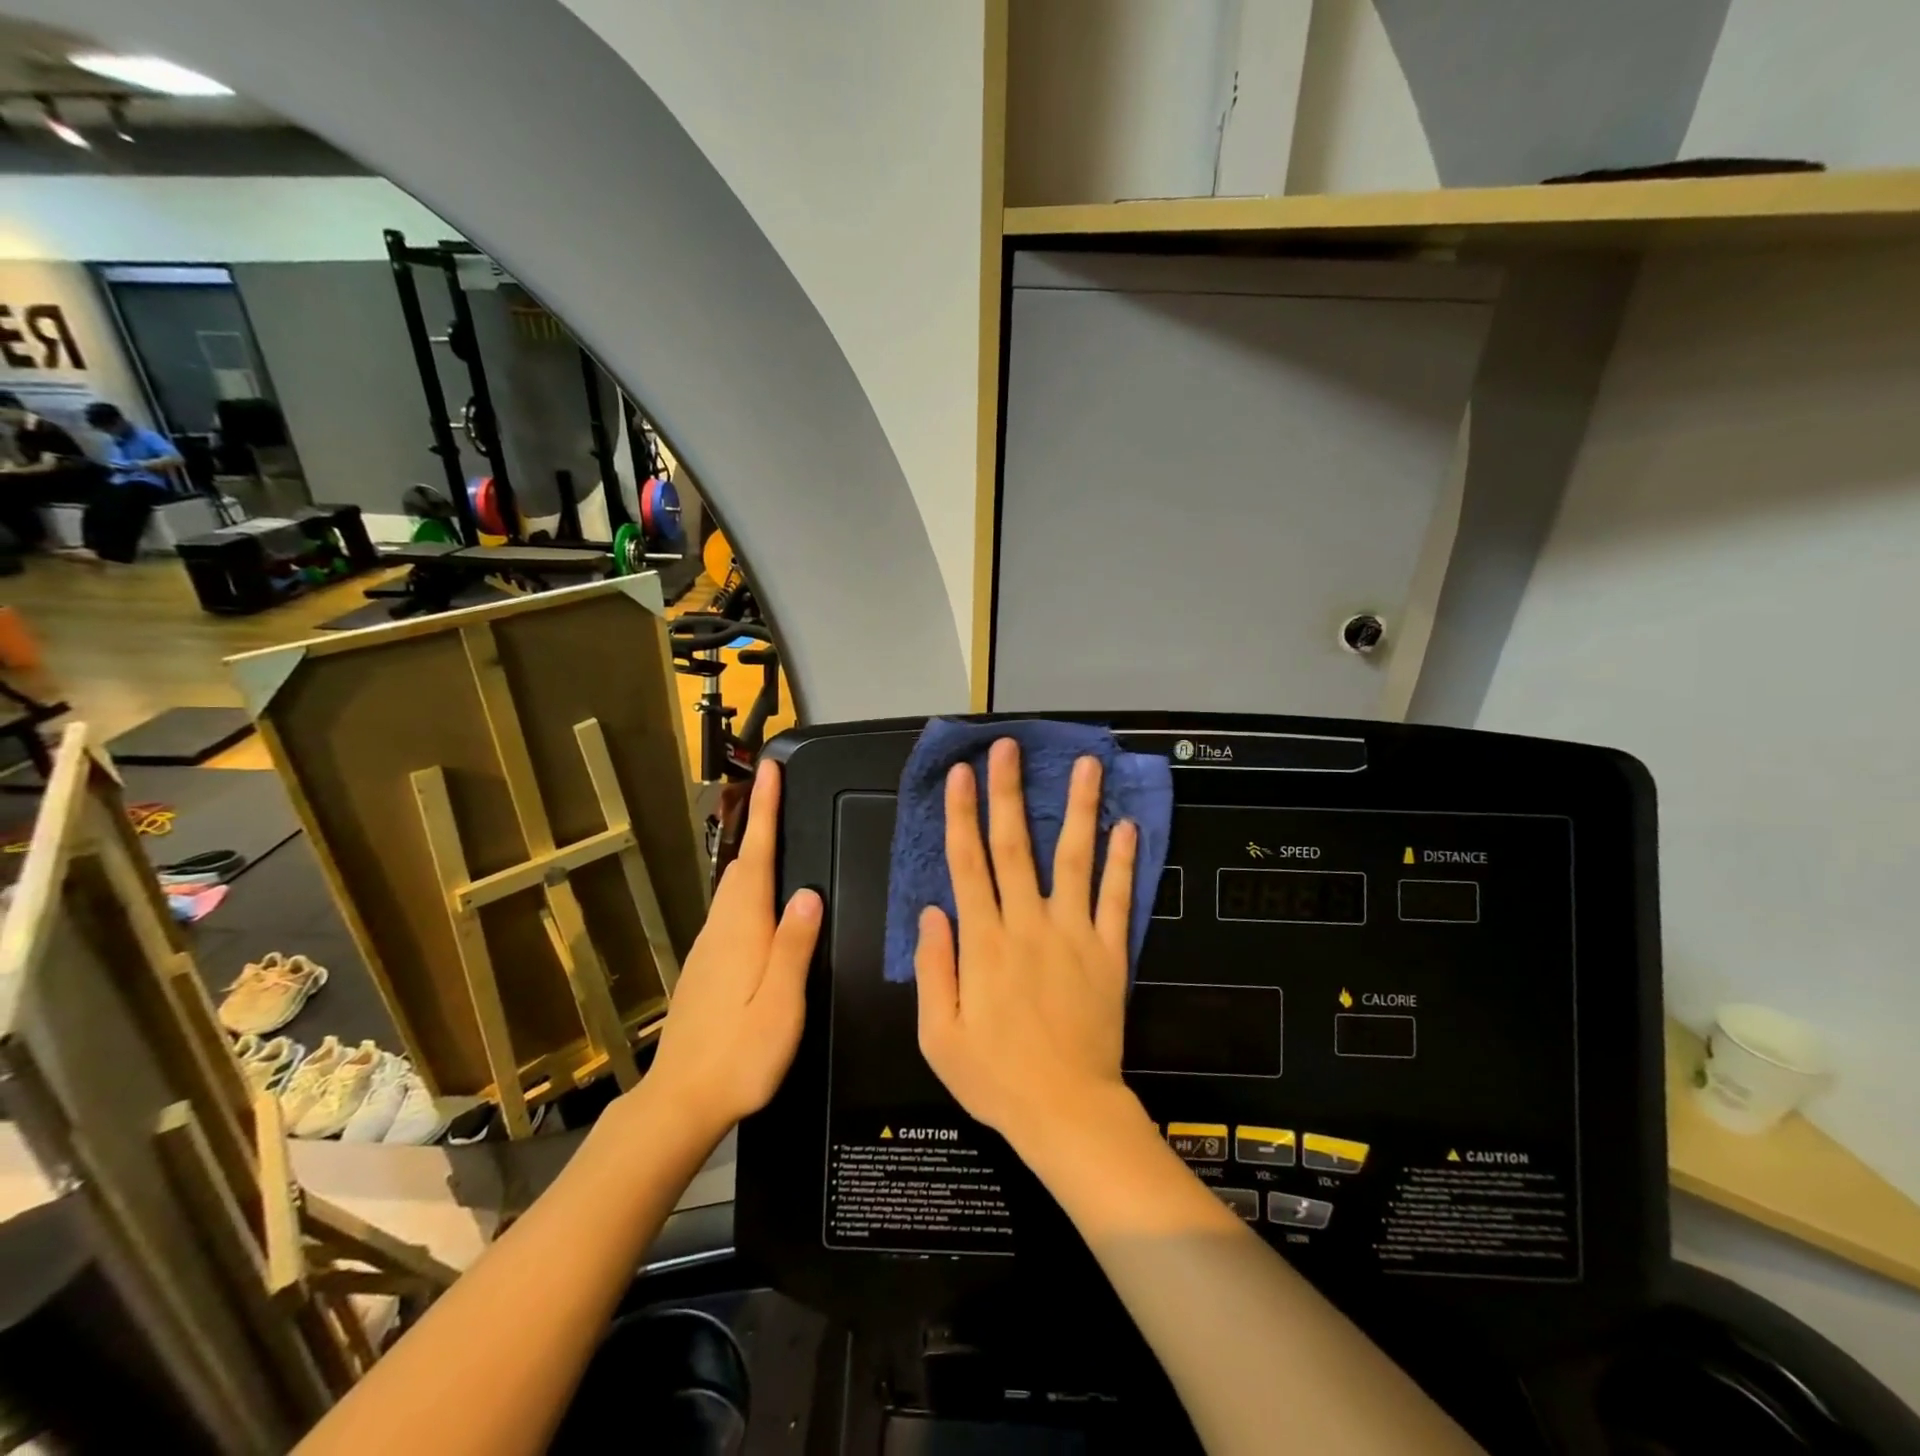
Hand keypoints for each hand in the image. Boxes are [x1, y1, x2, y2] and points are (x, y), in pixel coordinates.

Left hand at [641, 759, 820, 1136]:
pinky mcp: (706, 967)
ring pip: (733, 886)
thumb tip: (808, 892)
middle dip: (759, 824)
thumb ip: (794, 945)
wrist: (680, 1102)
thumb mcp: (781, 1004)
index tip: (770, 769)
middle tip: (780, 792)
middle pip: (742, 864)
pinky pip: (730, 909)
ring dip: (753, 853)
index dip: (765, 811)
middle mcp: (722, 929)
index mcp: (743, 930)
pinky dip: (748, 885)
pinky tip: (762, 899)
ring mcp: (709, 948)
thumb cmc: (740, 1055)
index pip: (756, 856)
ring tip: (775, 832)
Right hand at [914, 739, 1139, 1155]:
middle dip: (1008, 792)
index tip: (960, 774)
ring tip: (1086, 765)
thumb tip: (931, 911)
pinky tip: (1128, 827)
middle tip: (1008, 747)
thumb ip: (933, 967)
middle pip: (1016, 846)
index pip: (968, 864)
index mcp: (983, 943)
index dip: (961, 815)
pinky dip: (1124, 862)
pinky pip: (1117, 900)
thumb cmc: (995, 1078)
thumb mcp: (939, 1035)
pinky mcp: (1110, 953)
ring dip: (1078, 809)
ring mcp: (1074, 935)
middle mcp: (1028, 925)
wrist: (1066, 1111)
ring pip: (1075, 859)